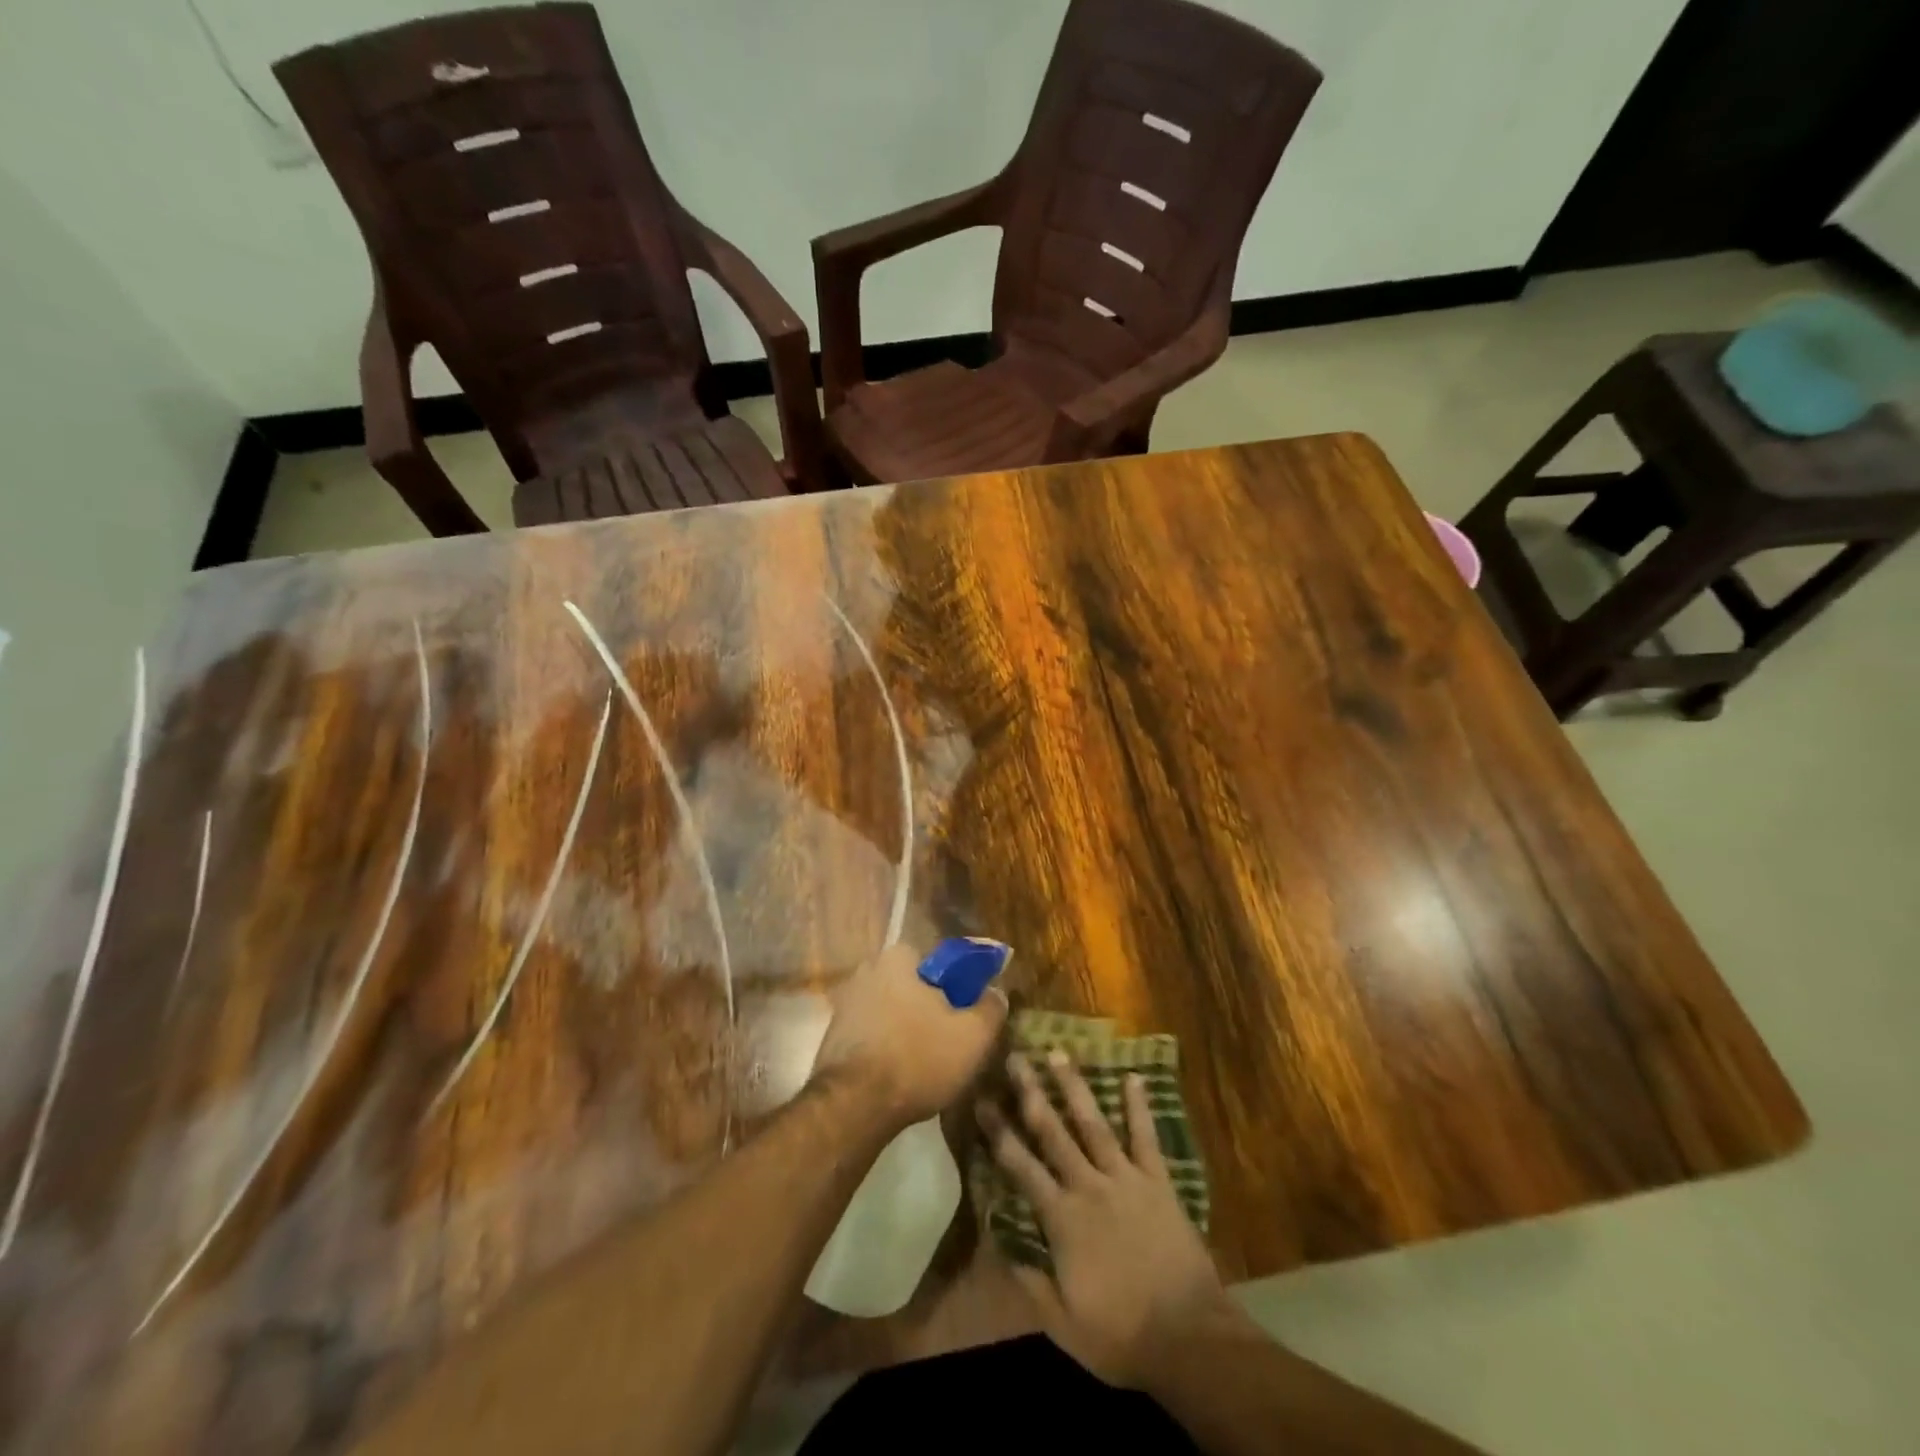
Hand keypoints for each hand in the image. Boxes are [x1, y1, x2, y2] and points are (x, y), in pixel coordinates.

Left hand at [810, 943, 1007, 1128]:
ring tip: (928, 1064)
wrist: (853, 1107)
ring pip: (892, 1012)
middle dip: (931, 1008)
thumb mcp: (973, 1036)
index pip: (937, 961)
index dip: (957, 986)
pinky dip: (887, 1049)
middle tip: (951, 1040)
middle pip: (913, 986)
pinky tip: (900, 1076)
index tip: (967, 1013)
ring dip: (908, 1031)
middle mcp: (866, 971)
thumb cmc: (918, 1059)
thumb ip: (991, 1008)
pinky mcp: (833, 1037)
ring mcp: (845, 1004)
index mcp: (897, 958)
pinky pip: (873, 1035)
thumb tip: (995, 993)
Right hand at [977, 1050, 1241, 1388]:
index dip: (998, 1132)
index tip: (980, 1100)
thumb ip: (1030, 1280)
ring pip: (1094, 1123)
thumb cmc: (1121, 1335)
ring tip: (1058, 1053)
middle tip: (1014, 1057)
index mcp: (1062, 1218)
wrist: (1188, 1337)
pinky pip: (1146, 1137)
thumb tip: (997, 1243)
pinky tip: (1133, 1076)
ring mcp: (1125, 1179)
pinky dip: (1139, 1106)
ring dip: (1074, 1087)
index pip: (1020, 1166)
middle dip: (1030, 1093)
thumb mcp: (1063, 1324)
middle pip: (1053, 1132)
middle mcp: (1088, 1186)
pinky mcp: (1158, 1182)